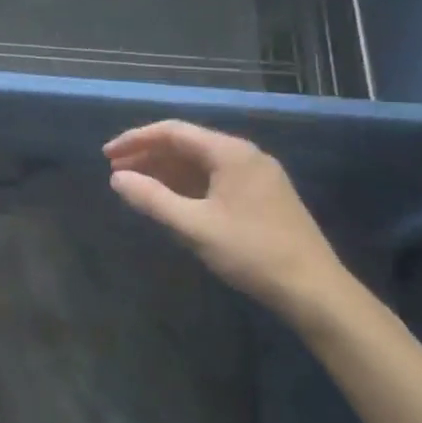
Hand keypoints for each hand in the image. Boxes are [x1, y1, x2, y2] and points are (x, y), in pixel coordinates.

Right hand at [105, 121, 356, 327]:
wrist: (314, 290)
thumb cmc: (251, 252)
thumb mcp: (194, 226)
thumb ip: (152, 199)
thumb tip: (116, 178)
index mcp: (230, 153)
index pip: (173, 131)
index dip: (136, 140)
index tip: (106, 155)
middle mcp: (245, 155)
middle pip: (187, 144)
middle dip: (148, 155)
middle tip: (116, 171)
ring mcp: (257, 175)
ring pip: (201, 162)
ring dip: (166, 170)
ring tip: (136, 185)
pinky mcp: (263, 196)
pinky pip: (215, 178)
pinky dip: (187, 184)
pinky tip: (170, 200)